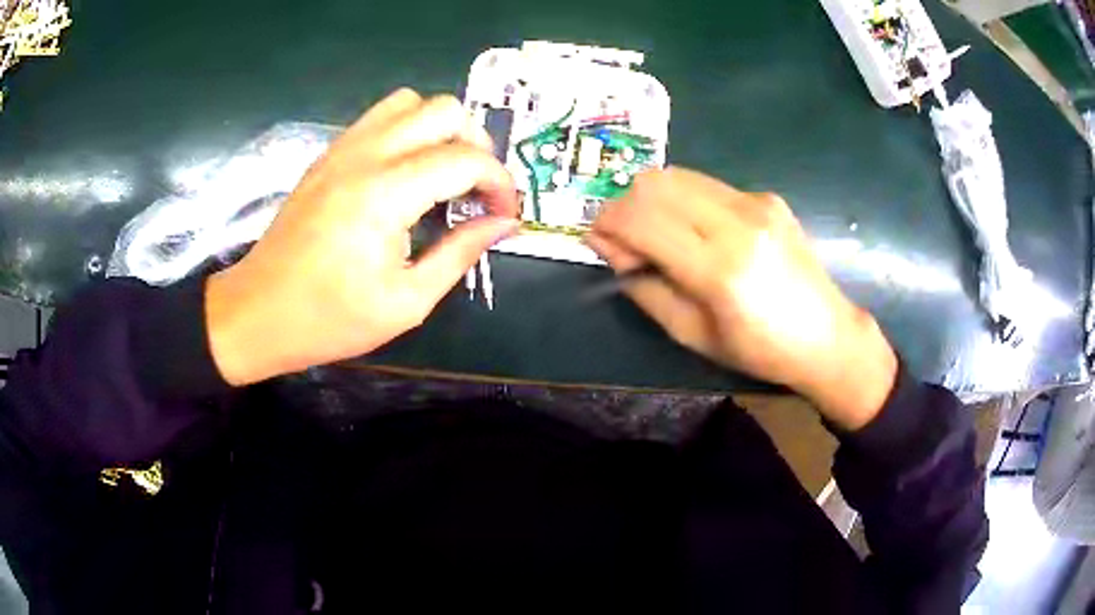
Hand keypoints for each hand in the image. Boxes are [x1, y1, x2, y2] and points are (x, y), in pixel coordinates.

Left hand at [206, 88, 519, 385]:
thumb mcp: (406, 302)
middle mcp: (366, 155)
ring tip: (444, 172)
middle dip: (475, 144)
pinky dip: (408, 130)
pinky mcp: (329, 154)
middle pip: (443, 110)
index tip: (505, 214)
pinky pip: (380, 117)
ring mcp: (343, 148)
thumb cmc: (329, 319)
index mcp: (386, 194)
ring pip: (410, 102)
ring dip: (440, 129)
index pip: (466, 159)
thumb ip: (460, 253)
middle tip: (476, 189)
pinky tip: (407, 172)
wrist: (258, 312)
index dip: (499, 183)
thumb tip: (504, 223)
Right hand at [586, 168, 896, 429]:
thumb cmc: (759, 350)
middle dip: (624, 205)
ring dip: (652, 199)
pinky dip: (684, 200)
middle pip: (654, 183)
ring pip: (678, 175)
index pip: (640, 218)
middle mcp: (737, 222)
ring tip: (657, 233)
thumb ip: (645, 287)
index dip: (607, 224)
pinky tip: (696, 230)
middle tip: (626, 240)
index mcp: (719, 269)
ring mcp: (755, 202)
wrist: (826, 335)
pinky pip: (706, 185)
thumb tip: (613, 251)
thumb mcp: (692, 334)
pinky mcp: (766, 196)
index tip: (598, 242)